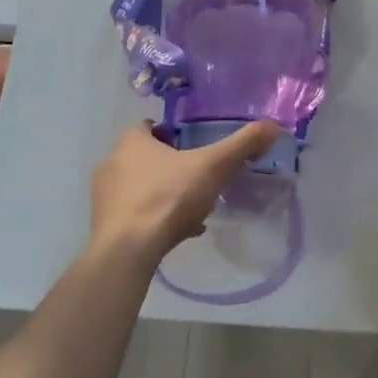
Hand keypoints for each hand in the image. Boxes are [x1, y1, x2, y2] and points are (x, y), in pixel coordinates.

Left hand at [90, 119, 280, 267]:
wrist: (127, 252)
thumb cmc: (168, 198)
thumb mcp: (213, 167)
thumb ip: (242, 145)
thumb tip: (273, 125)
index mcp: (131, 141)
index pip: (150, 127)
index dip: (174, 136)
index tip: (195, 149)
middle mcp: (112, 162)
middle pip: (147, 158)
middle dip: (172, 168)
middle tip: (199, 181)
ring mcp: (104, 196)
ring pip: (142, 188)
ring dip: (165, 195)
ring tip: (193, 211)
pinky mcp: (105, 224)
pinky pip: (136, 215)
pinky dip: (155, 219)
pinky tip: (179, 233)